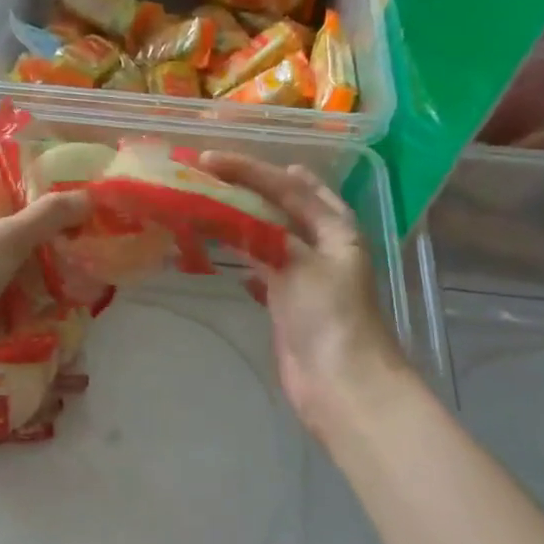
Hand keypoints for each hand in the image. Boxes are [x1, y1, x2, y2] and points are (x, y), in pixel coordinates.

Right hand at [200, 154, 406, 436]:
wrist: (341, 383)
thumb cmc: (329, 316)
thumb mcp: (300, 263)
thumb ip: (265, 234)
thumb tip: (228, 213)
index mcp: (335, 227)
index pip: (287, 185)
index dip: (247, 169)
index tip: (206, 160)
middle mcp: (321, 244)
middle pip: (279, 205)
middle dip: (244, 188)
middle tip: (202, 176)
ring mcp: (303, 273)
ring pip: (266, 235)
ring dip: (238, 220)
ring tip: (203, 204)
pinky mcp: (286, 302)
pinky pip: (259, 266)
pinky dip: (240, 255)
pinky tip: (219, 252)